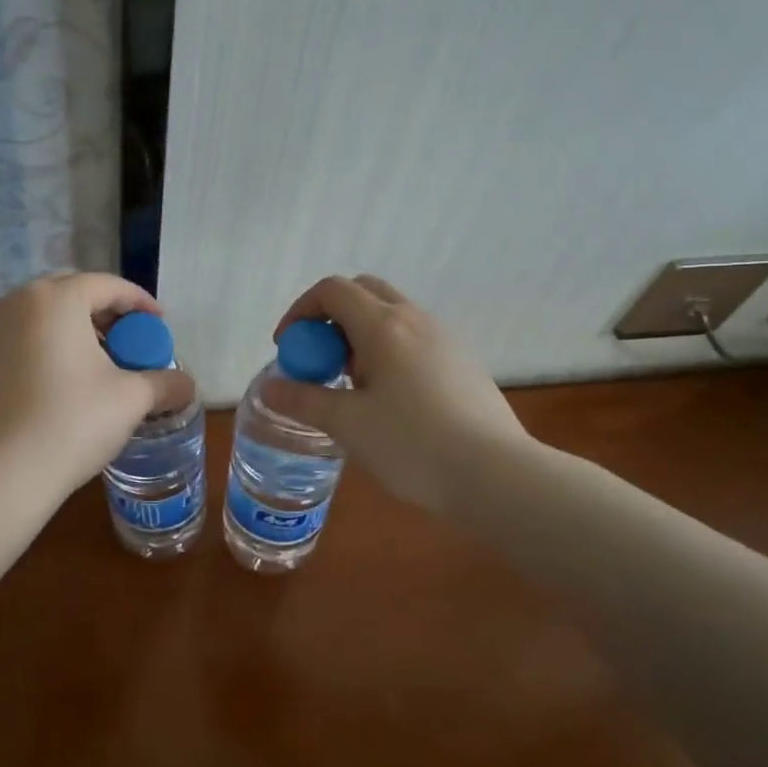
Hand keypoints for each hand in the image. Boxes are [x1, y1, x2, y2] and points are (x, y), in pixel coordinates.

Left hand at [0, 273, 195, 499]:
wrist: (0, 474)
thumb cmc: (72, 422)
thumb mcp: (131, 400)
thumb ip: (164, 383)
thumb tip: (187, 385)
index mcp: (55, 299)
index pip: (106, 286)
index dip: (139, 302)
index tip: (158, 325)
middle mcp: (13, 305)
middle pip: (68, 296)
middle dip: (101, 315)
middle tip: (125, 343)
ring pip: (35, 321)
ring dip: (67, 335)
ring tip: (89, 368)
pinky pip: (12, 348)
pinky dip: (36, 356)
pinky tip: (50, 390)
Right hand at [269, 275, 533, 516]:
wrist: (496, 476)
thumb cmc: (413, 445)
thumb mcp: (348, 425)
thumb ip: (304, 400)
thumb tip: (271, 388)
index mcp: (384, 326)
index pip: (332, 290)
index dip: (300, 311)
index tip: (288, 348)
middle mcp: (416, 320)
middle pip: (364, 292)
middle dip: (331, 317)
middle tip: (319, 360)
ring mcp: (445, 339)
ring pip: (392, 316)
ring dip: (360, 336)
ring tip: (352, 386)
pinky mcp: (463, 363)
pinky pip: (414, 339)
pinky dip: (388, 351)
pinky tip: (390, 400)